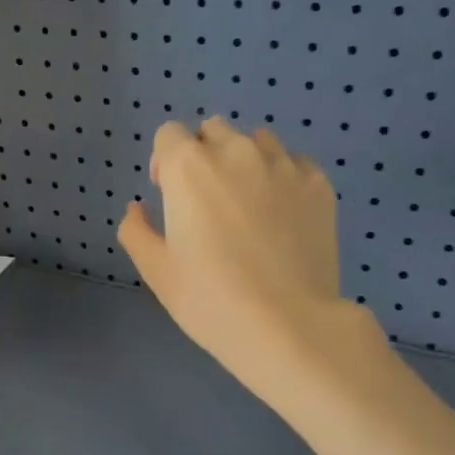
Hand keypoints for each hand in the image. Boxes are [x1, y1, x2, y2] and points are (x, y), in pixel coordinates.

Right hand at [119, 118, 365, 403]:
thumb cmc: (211, 299)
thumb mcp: (157, 271)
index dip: (164, 161)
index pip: (169, 134)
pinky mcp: (318, 183)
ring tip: (248, 205)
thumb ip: (136, 230)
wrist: (288, 325)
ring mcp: (282, 164)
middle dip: (203, 155)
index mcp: (189, 167)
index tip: (170, 195)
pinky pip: (293, 163)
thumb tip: (138, 209)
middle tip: (207, 201)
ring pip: (255, 141)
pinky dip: (282, 177)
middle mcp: (235, 151)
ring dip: (244, 160)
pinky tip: (282, 215)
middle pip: (212, 130)